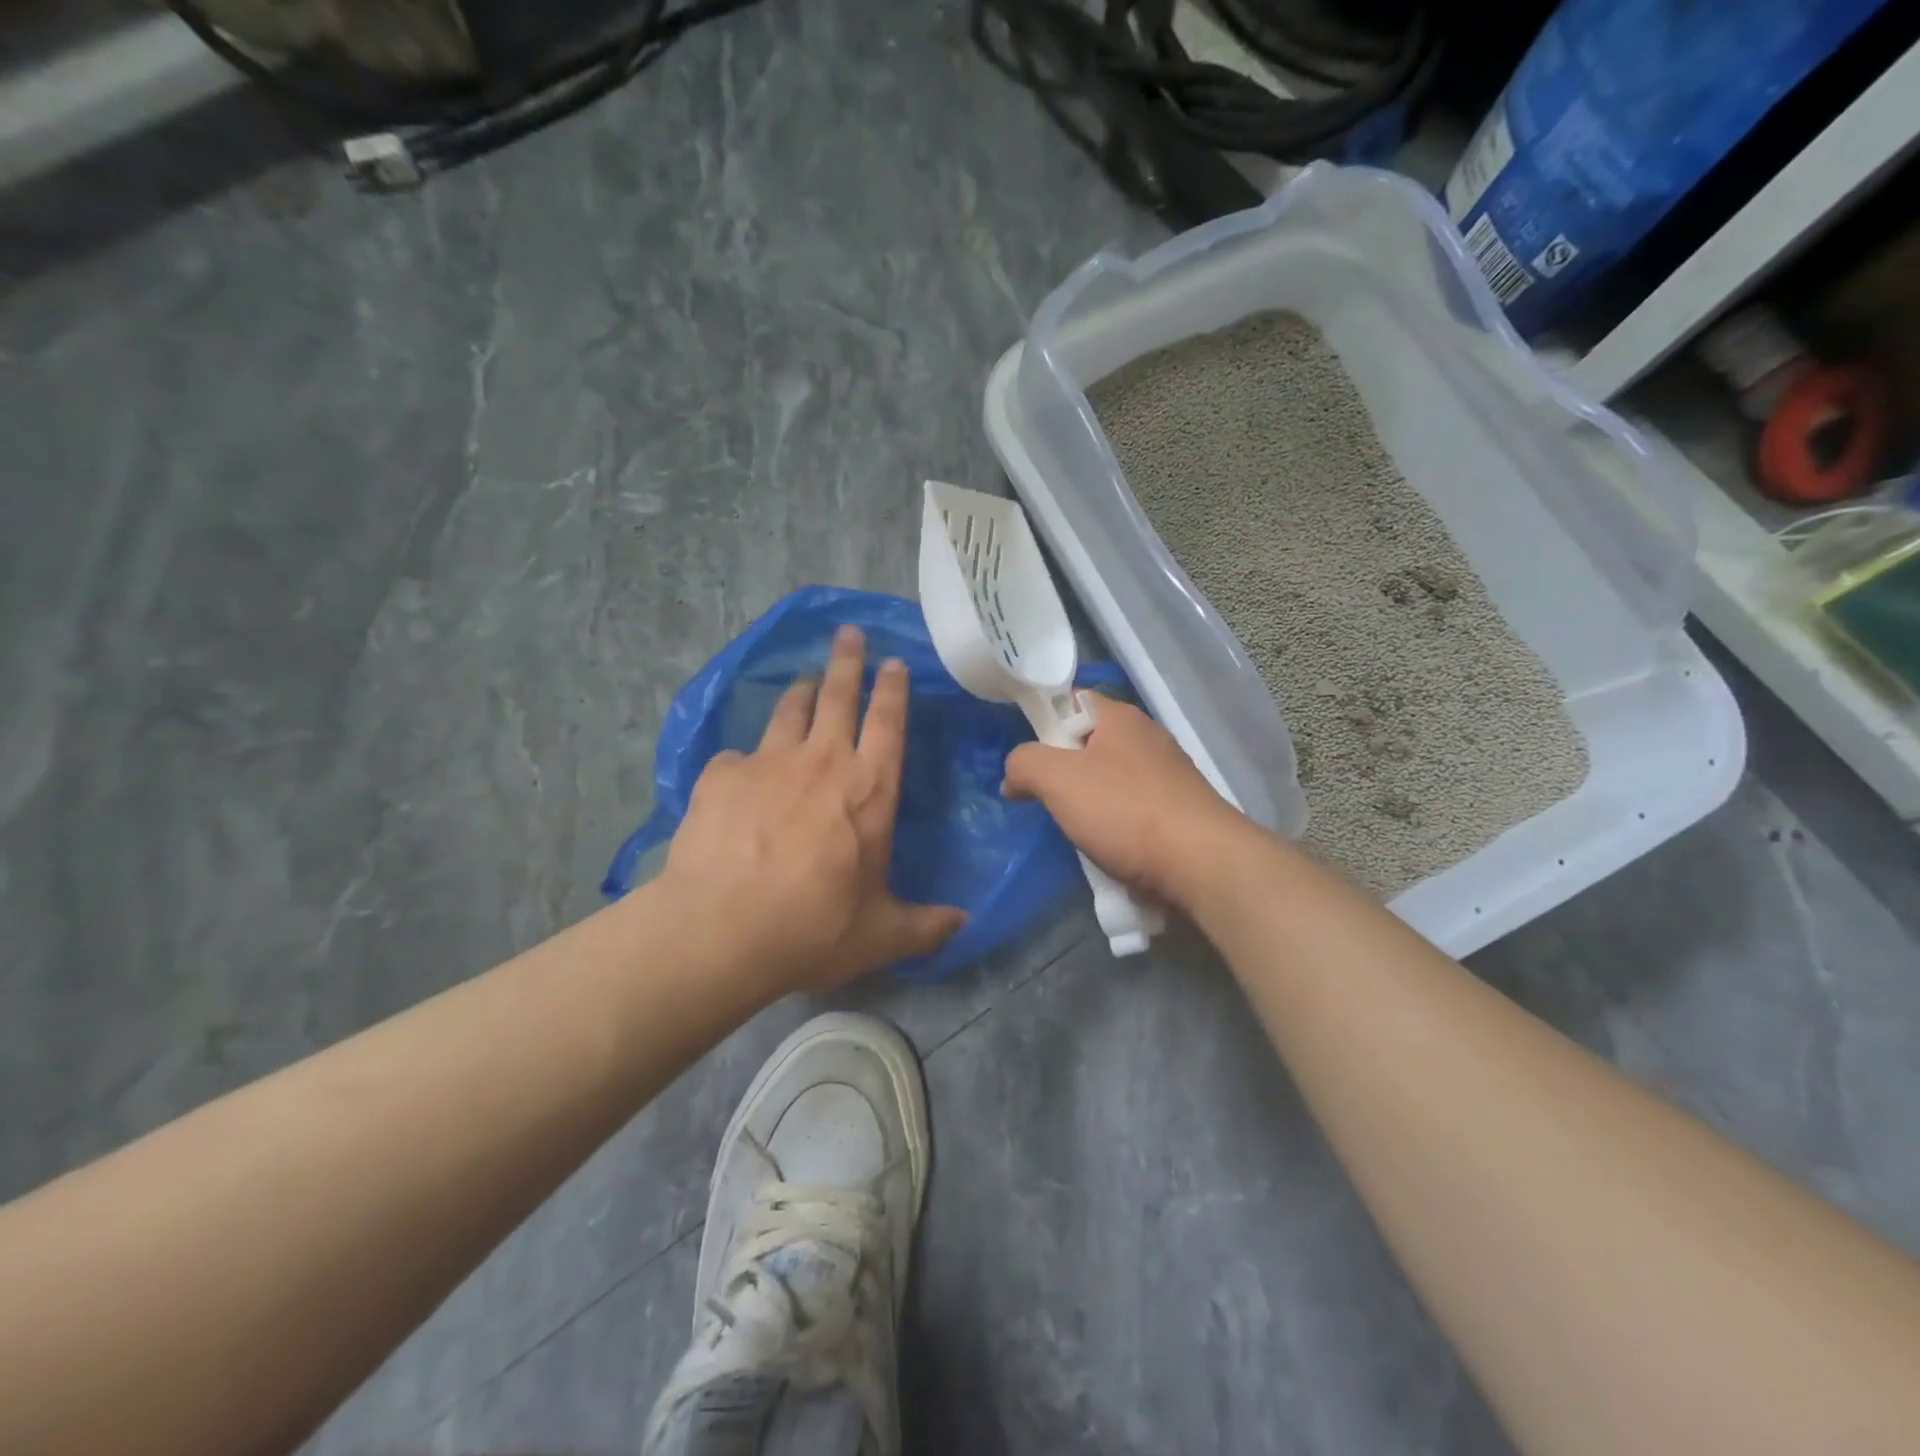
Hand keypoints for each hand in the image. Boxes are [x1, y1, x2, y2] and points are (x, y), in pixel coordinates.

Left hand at [661, 625, 965, 996]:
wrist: (722, 929)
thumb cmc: (814, 926)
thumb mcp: (881, 935)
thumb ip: (926, 926)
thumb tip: (964, 922)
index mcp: (869, 788)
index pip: (888, 723)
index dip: (892, 689)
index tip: (893, 662)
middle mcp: (822, 761)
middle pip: (838, 695)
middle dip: (847, 661)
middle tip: (848, 634)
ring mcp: (768, 762)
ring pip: (789, 711)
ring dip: (800, 692)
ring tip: (803, 681)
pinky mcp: (721, 776)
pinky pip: (737, 755)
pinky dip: (744, 758)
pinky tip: (739, 768)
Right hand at [1002, 692, 1256, 913]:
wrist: (1202, 864)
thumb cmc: (1125, 811)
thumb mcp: (1057, 779)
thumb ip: (1024, 764)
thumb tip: (1015, 777)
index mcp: (1120, 717)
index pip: (1072, 701)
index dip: (1044, 724)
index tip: (1029, 759)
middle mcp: (1147, 737)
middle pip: (1089, 744)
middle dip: (1063, 772)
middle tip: (1048, 800)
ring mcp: (1168, 775)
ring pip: (1110, 781)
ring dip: (1089, 805)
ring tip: (1078, 832)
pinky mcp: (1180, 810)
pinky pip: (1133, 810)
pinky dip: (1117, 827)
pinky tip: (1110, 850)